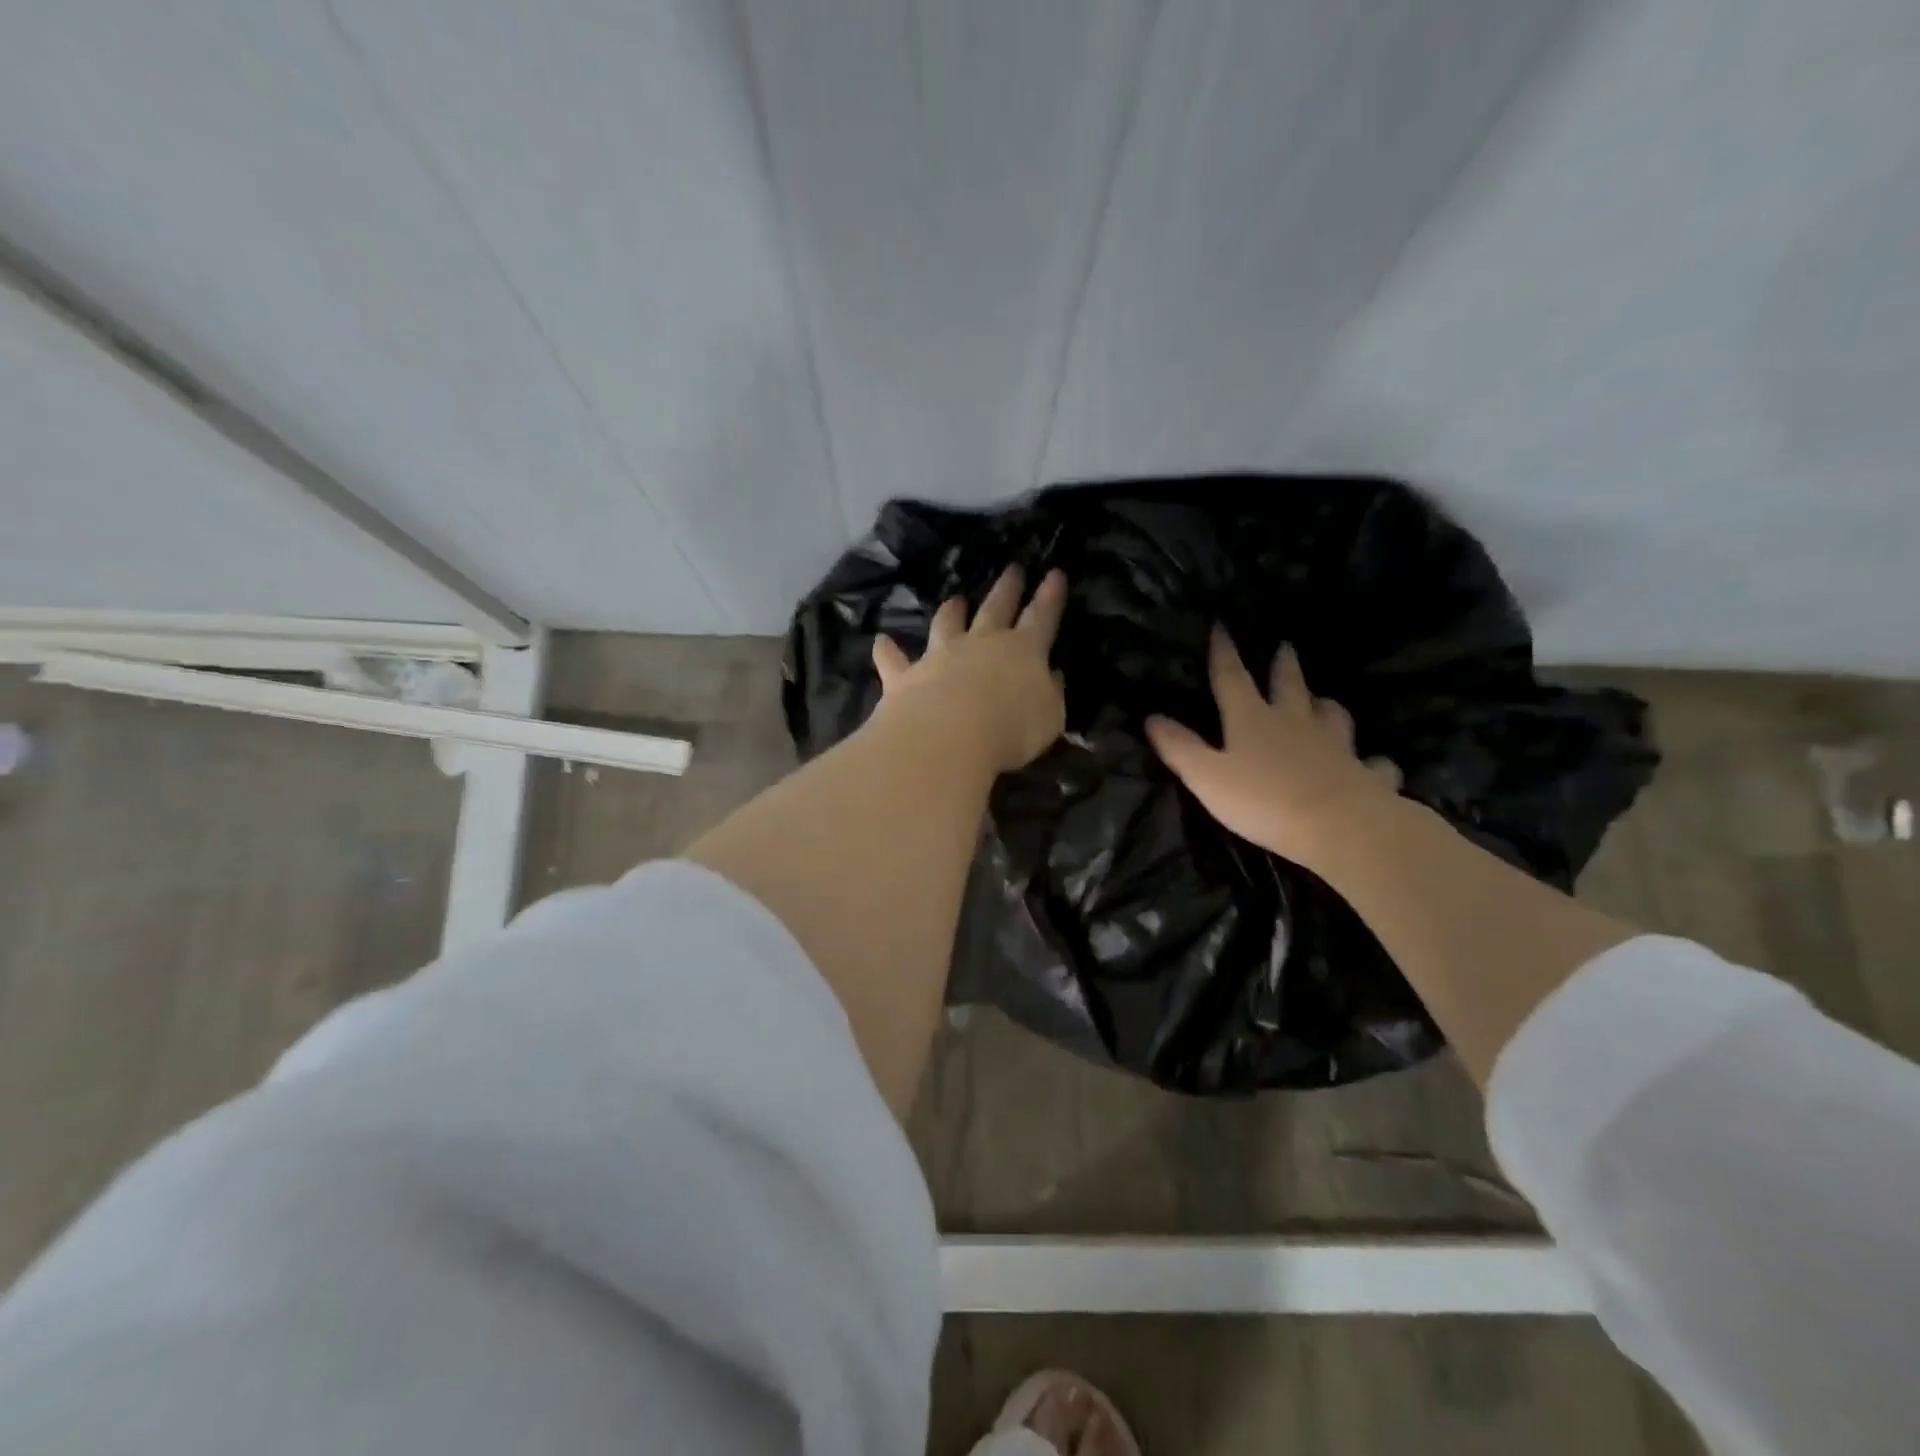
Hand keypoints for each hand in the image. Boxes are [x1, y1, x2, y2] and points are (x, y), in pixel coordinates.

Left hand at [872, 566, 1067, 773]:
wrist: (948, 735)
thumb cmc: (1010, 728)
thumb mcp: (1048, 717)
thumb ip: (1050, 694)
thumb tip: (1052, 676)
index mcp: (1022, 651)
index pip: (1041, 617)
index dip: (1050, 597)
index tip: (1055, 574)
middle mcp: (981, 643)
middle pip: (995, 609)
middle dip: (1006, 589)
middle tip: (1012, 570)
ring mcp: (940, 656)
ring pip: (946, 624)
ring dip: (951, 611)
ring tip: (955, 600)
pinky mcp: (906, 675)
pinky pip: (895, 659)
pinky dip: (888, 651)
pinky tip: (882, 641)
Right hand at [1146, 628, 1401, 868]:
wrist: (1340, 827)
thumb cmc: (1263, 800)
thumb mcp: (1207, 776)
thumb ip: (1180, 747)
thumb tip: (1151, 716)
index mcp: (1253, 720)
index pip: (1232, 679)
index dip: (1224, 653)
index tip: (1221, 625)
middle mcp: (1296, 723)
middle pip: (1289, 686)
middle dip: (1283, 666)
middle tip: (1285, 647)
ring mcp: (1336, 747)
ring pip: (1332, 716)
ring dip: (1325, 706)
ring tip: (1321, 701)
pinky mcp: (1365, 774)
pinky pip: (1371, 763)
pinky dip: (1370, 762)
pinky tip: (1371, 764)